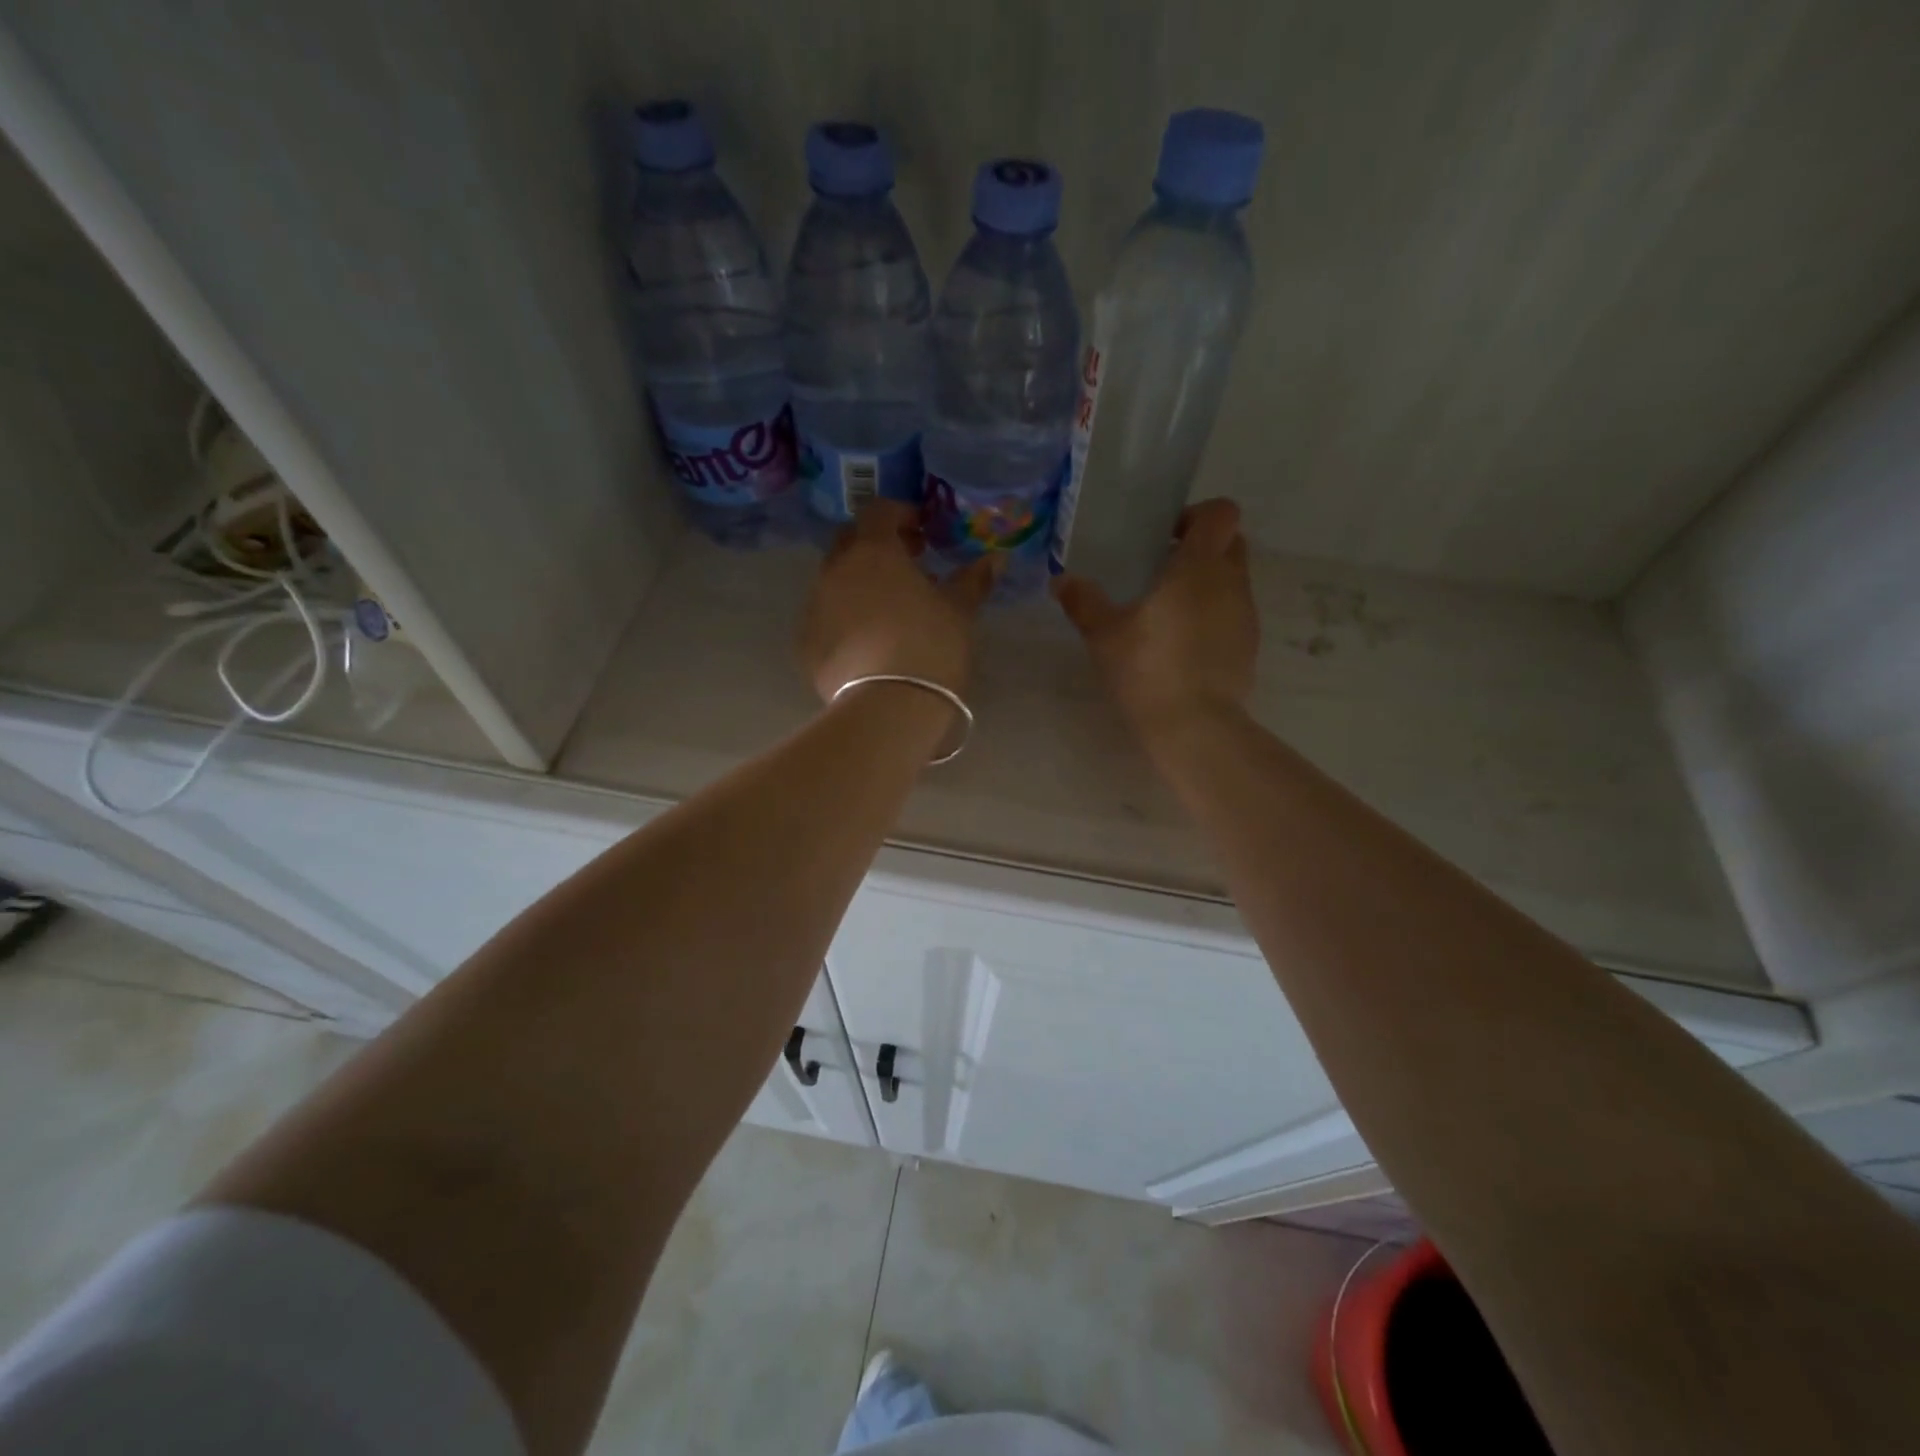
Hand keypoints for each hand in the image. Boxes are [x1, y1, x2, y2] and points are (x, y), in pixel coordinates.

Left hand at [799, 500, 999, 704]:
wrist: (888, 707)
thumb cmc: (930, 646)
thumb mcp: (960, 611)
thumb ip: (973, 580)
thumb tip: (994, 559)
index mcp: (872, 551)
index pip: (879, 512)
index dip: (901, 516)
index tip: (923, 535)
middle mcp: (835, 570)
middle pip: (850, 542)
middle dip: (876, 547)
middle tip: (907, 568)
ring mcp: (814, 607)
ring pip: (835, 582)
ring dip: (859, 585)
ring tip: (890, 611)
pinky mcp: (806, 645)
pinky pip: (826, 618)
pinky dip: (845, 619)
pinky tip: (868, 644)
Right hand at [1053, 498, 1257, 733]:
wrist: (1194, 726)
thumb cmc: (1147, 669)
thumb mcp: (1104, 635)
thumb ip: (1083, 602)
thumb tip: (1061, 580)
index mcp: (1199, 566)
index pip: (1221, 513)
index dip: (1198, 515)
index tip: (1166, 535)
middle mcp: (1231, 583)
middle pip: (1231, 543)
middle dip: (1202, 548)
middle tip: (1162, 569)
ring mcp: (1246, 615)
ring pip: (1233, 581)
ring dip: (1207, 585)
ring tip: (1168, 612)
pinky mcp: (1249, 647)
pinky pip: (1233, 615)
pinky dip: (1213, 617)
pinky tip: (1182, 645)